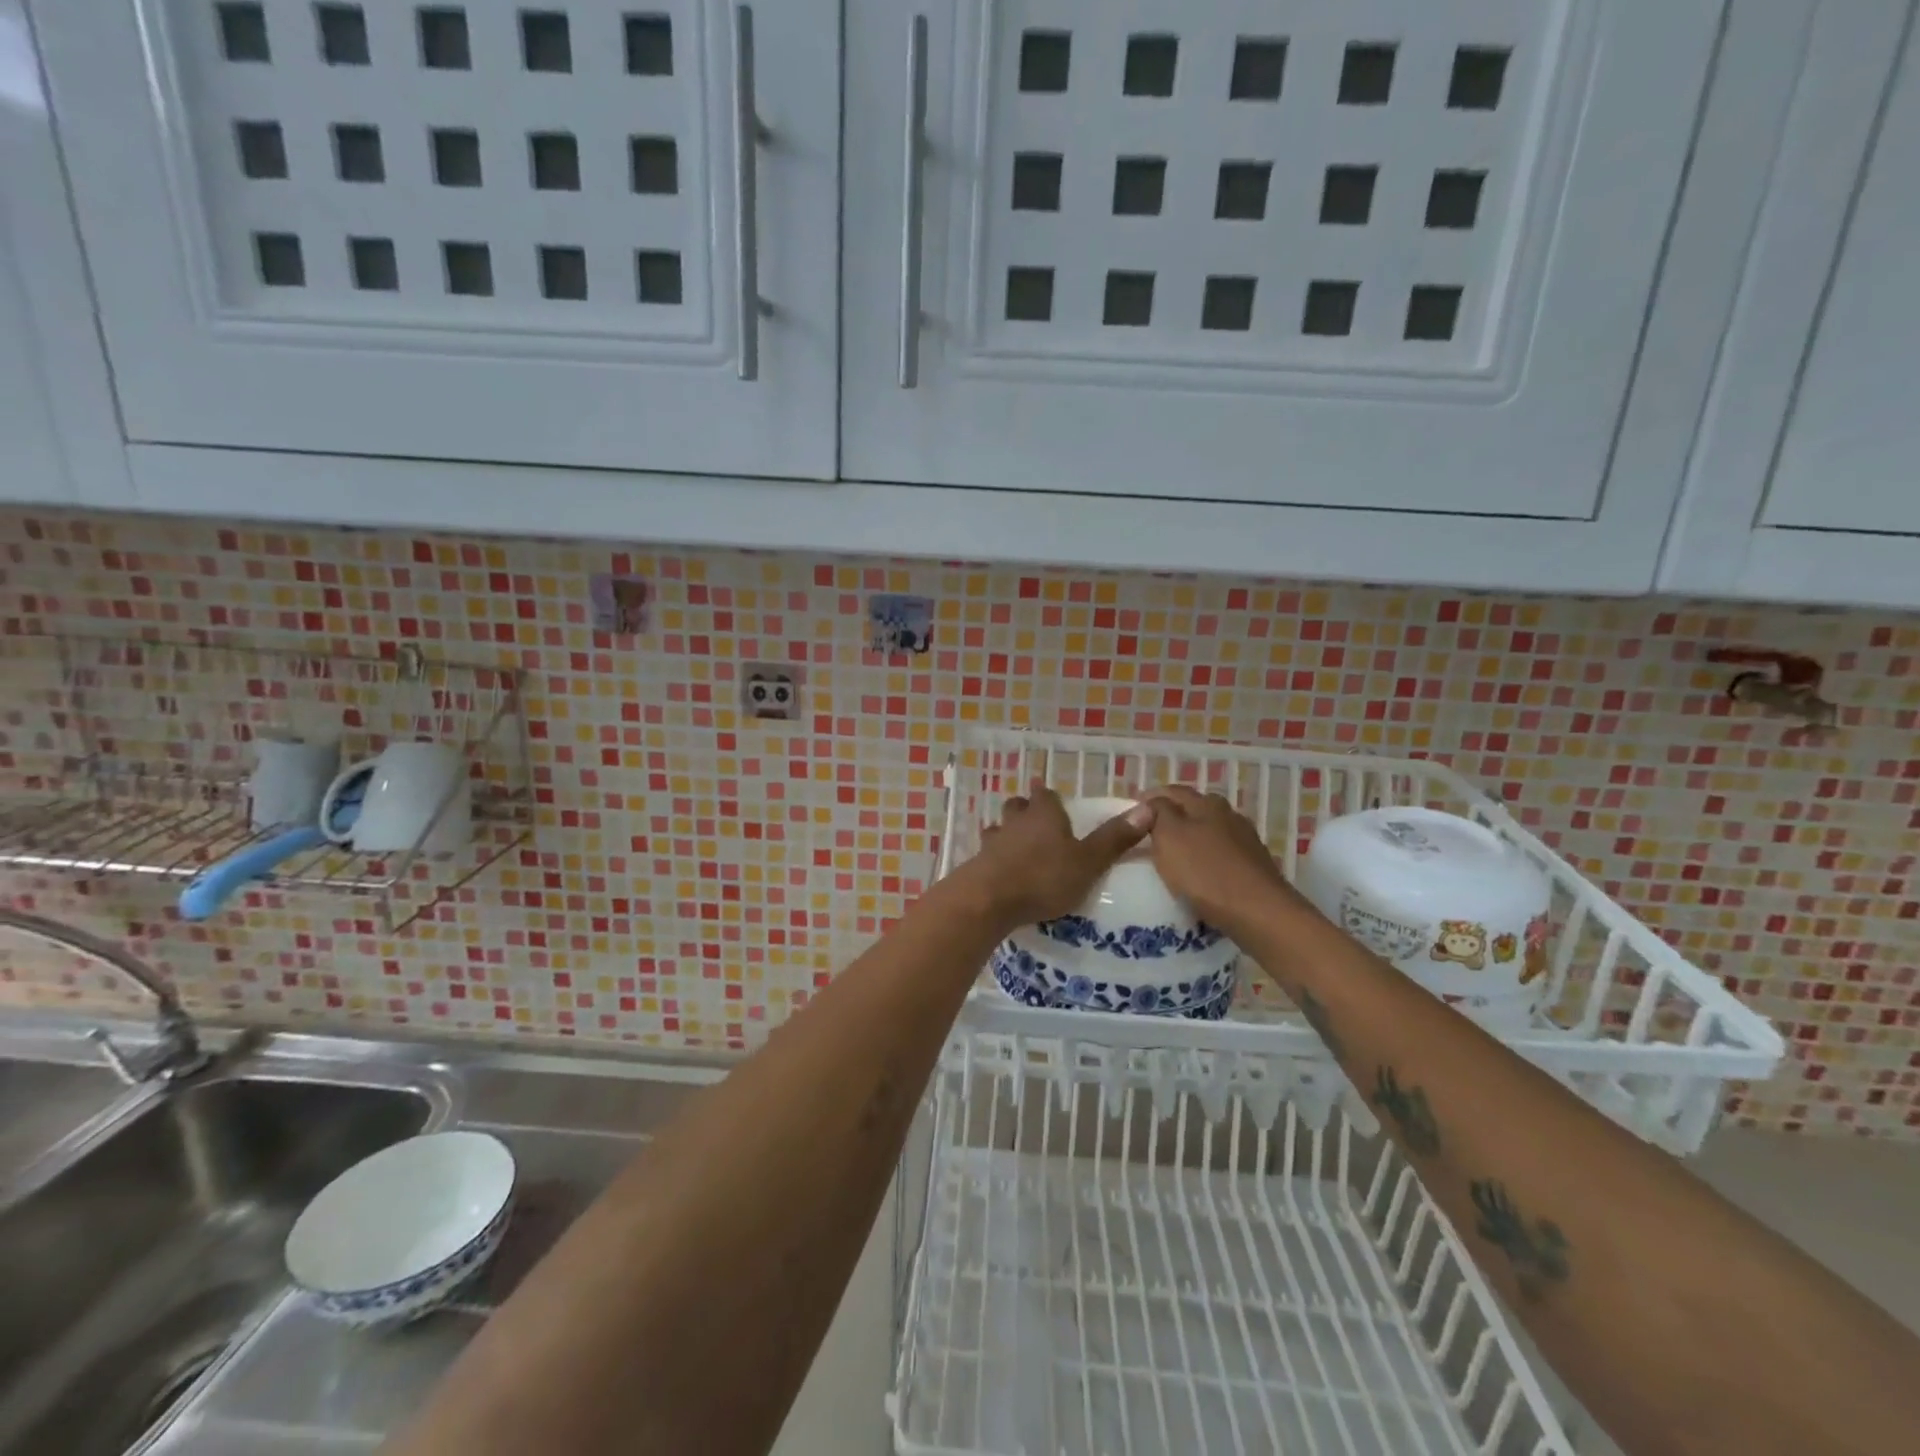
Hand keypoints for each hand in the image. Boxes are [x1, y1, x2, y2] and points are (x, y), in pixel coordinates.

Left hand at [963, 785, 1155, 929]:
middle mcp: (1015, 821)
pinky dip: (994, 858)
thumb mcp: (1088, 861)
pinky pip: (987, 854)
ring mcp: (992, 842)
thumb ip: (1114, 838)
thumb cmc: (1043, 877)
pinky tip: (1000, 870)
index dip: (1049, 795)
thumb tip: (1148, 808)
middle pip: (1018, 807)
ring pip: (999, 828)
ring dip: (1006, 833)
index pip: (1046, 795)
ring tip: (1016, 845)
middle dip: (1025, 809)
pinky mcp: (976, 865)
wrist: (988, 900)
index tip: (1052, 796)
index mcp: (1044, 814)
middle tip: (1035, 820)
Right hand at [1141, 785, 1295, 937]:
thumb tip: (1153, 801)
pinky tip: (1198, 874)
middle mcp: (1228, 815)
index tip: (1131, 813)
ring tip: (1171, 855)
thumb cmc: (1205, 872)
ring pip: (1210, 832)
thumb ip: (1158, 813)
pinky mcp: (1254, 866)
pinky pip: (1222, 855)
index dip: (1150, 799)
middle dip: (1172, 816)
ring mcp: (1245, 840)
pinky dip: (1206, 859)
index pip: (1172, 791)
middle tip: (1149, 833)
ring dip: (1191, 838)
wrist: (1259, 913)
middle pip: (1194, 809)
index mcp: (1206, 803)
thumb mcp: (1169, 837)